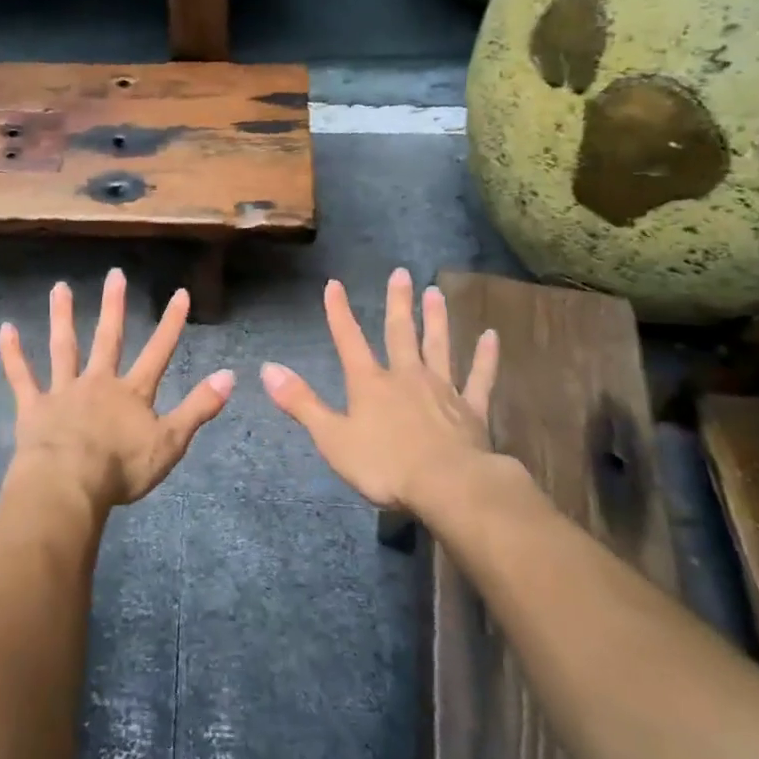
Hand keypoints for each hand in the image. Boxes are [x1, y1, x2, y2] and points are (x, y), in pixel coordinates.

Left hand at [0, 269, 234, 513]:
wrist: (70, 484)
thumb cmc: (123, 468)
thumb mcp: (171, 442)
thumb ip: (199, 408)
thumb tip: (230, 376)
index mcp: (132, 393)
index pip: (159, 352)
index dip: (171, 323)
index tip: (180, 292)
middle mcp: (99, 383)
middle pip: (109, 339)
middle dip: (114, 306)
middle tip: (114, 274)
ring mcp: (64, 391)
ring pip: (64, 347)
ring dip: (62, 317)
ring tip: (59, 287)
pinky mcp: (35, 407)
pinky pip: (22, 376)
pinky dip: (13, 354)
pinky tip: (5, 329)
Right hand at [261, 269, 521, 515]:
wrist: (449, 486)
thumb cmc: (385, 465)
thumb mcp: (332, 437)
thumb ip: (301, 402)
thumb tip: (267, 368)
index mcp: (369, 384)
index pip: (349, 340)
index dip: (339, 312)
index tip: (334, 284)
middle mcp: (406, 377)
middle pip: (399, 333)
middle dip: (397, 303)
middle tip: (401, 272)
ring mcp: (442, 390)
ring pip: (438, 346)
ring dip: (436, 319)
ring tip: (435, 292)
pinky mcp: (471, 409)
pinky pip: (479, 377)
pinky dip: (486, 357)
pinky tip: (491, 336)